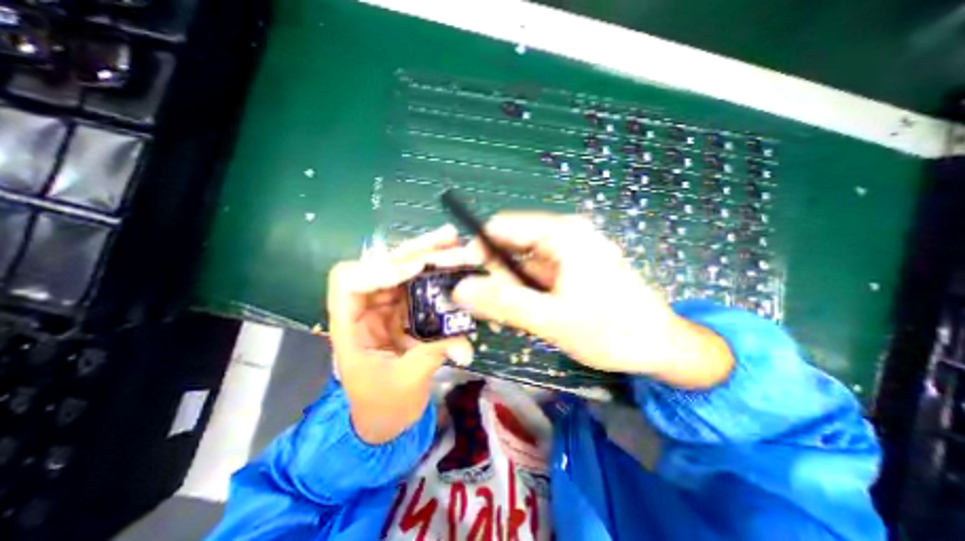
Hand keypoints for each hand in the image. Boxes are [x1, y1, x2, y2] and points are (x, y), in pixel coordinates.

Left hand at [325, 224, 473, 444]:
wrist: (387, 418)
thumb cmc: (384, 406)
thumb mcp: (406, 382)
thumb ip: (433, 353)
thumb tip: (465, 341)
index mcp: (350, 327)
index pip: (348, 282)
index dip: (378, 270)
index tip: (415, 270)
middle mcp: (367, 308)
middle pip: (382, 266)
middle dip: (414, 250)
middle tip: (447, 237)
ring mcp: (388, 307)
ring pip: (403, 270)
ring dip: (428, 254)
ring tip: (454, 241)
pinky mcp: (406, 310)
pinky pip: (420, 285)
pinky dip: (436, 272)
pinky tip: (455, 263)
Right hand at [453, 211, 731, 389]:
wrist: (662, 347)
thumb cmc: (612, 331)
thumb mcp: (551, 319)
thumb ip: (503, 303)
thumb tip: (460, 289)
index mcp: (562, 233)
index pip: (502, 227)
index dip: (478, 250)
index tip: (465, 280)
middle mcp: (565, 235)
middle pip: (512, 246)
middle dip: (496, 276)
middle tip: (489, 309)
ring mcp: (570, 252)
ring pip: (523, 264)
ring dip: (511, 289)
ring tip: (511, 318)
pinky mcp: (573, 269)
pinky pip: (538, 275)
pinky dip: (527, 293)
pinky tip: (529, 315)